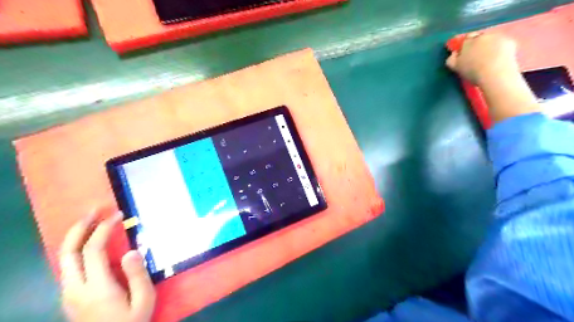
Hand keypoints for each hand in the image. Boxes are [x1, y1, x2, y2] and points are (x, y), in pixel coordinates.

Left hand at [59, 211, 155, 321]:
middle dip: (79, 227)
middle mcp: (75, 288)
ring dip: (75, 236)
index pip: (92, 250)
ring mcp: (68, 293)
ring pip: (63, 259)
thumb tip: (131, 250)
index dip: (104, 228)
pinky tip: (88, 244)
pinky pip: (67, 267)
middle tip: (94, 210)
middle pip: (67, 252)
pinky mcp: (69, 297)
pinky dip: (75, 249)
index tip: (118, 215)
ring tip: (91, 221)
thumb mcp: (144, 300)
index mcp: (96, 288)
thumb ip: (137, 275)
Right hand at [446, 33, 523, 84]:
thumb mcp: (455, 67)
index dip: (465, 45)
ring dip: (490, 46)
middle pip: (479, 37)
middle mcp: (483, 36)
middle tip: (477, 57)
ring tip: (489, 59)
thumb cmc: (472, 71)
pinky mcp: (510, 42)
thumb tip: (454, 53)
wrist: (496, 74)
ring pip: (491, 40)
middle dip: (478, 44)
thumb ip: (451, 59)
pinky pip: (502, 44)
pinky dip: (500, 49)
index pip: (466, 38)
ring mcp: (498, 37)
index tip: (465, 53)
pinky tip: (498, 59)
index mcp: (468, 41)